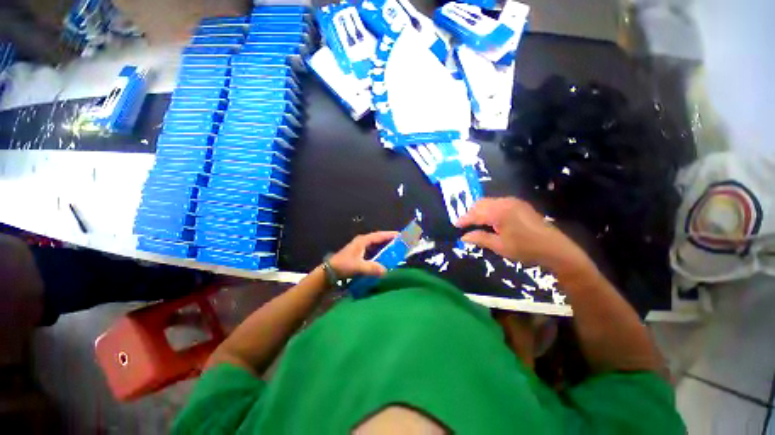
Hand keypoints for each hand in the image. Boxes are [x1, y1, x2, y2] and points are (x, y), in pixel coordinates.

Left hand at [327, 231, 399, 279]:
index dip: (390, 235)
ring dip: (385, 247)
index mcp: (363, 241)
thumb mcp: (358, 266)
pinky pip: (373, 251)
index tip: (400, 235)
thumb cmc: (343, 266)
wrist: (330, 272)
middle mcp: (363, 242)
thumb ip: (372, 268)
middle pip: (379, 238)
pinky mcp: (359, 254)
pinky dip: (380, 253)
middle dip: (389, 240)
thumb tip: (386, 270)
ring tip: (395, 250)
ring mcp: (361, 248)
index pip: (379, 235)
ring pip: (376, 245)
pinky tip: (384, 258)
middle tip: (401, 243)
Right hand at [455, 197, 595, 279]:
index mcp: (499, 212)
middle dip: (470, 213)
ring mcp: (513, 201)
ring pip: (489, 202)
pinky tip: (489, 219)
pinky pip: (498, 203)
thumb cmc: (525, 249)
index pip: (475, 213)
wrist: (555, 249)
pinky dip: (489, 209)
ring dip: (479, 210)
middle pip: (480, 203)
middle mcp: (505, 202)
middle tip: (464, 225)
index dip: (464, 219)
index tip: (455, 225)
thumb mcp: (499, 246)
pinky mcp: (520, 204)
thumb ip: (480, 238)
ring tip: (475, 223)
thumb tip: (463, 237)